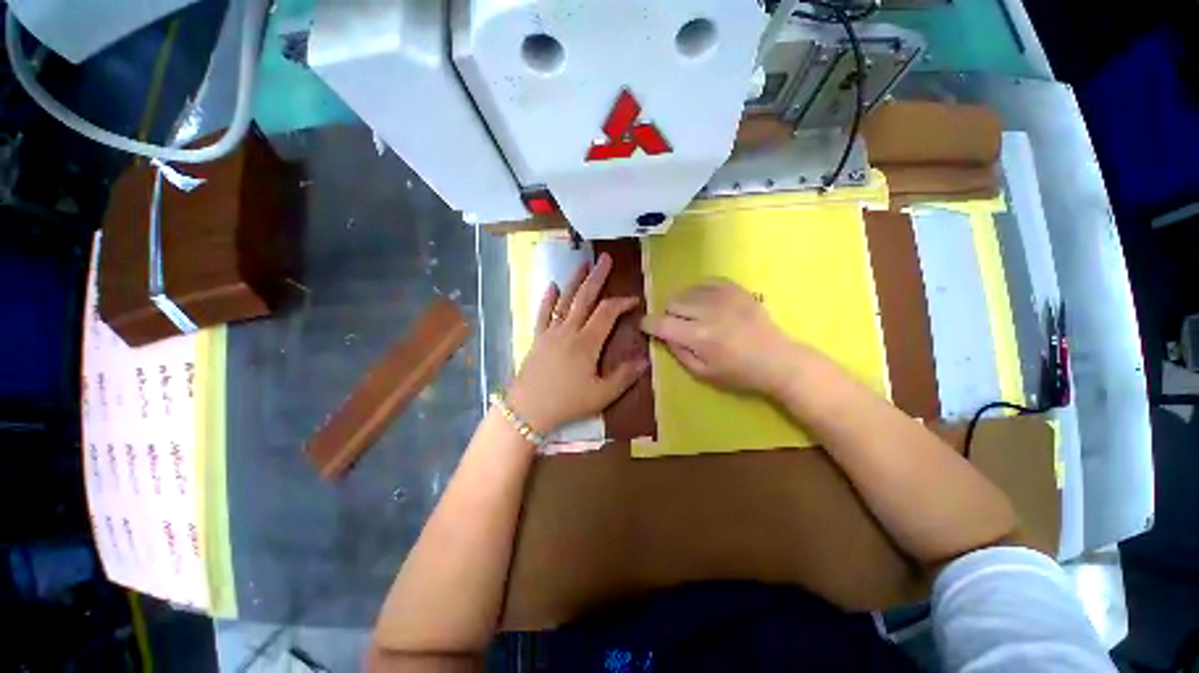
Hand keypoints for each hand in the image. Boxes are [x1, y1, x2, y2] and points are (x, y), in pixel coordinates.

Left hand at [505, 253, 646, 434]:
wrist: (527, 410)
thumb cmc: (567, 402)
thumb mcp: (602, 395)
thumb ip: (624, 376)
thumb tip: (645, 360)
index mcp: (587, 342)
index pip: (607, 313)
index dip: (622, 303)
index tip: (634, 300)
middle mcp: (568, 330)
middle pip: (585, 297)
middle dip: (597, 277)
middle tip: (605, 259)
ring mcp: (551, 332)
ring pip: (565, 300)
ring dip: (574, 281)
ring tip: (583, 263)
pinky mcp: (538, 338)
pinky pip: (543, 313)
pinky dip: (547, 298)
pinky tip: (551, 285)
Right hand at [641, 278, 802, 394]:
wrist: (777, 360)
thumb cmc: (738, 374)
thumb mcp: (702, 373)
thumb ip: (678, 352)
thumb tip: (662, 335)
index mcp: (699, 337)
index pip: (661, 323)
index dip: (648, 324)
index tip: (646, 326)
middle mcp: (707, 312)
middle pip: (671, 303)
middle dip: (669, 316)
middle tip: (679, 327)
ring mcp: (722, 297)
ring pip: (685, 291)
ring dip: (683, 304)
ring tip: (694, 316)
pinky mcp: (734, 288)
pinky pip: (704, 281)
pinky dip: (698, 292)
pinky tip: (705, 304)